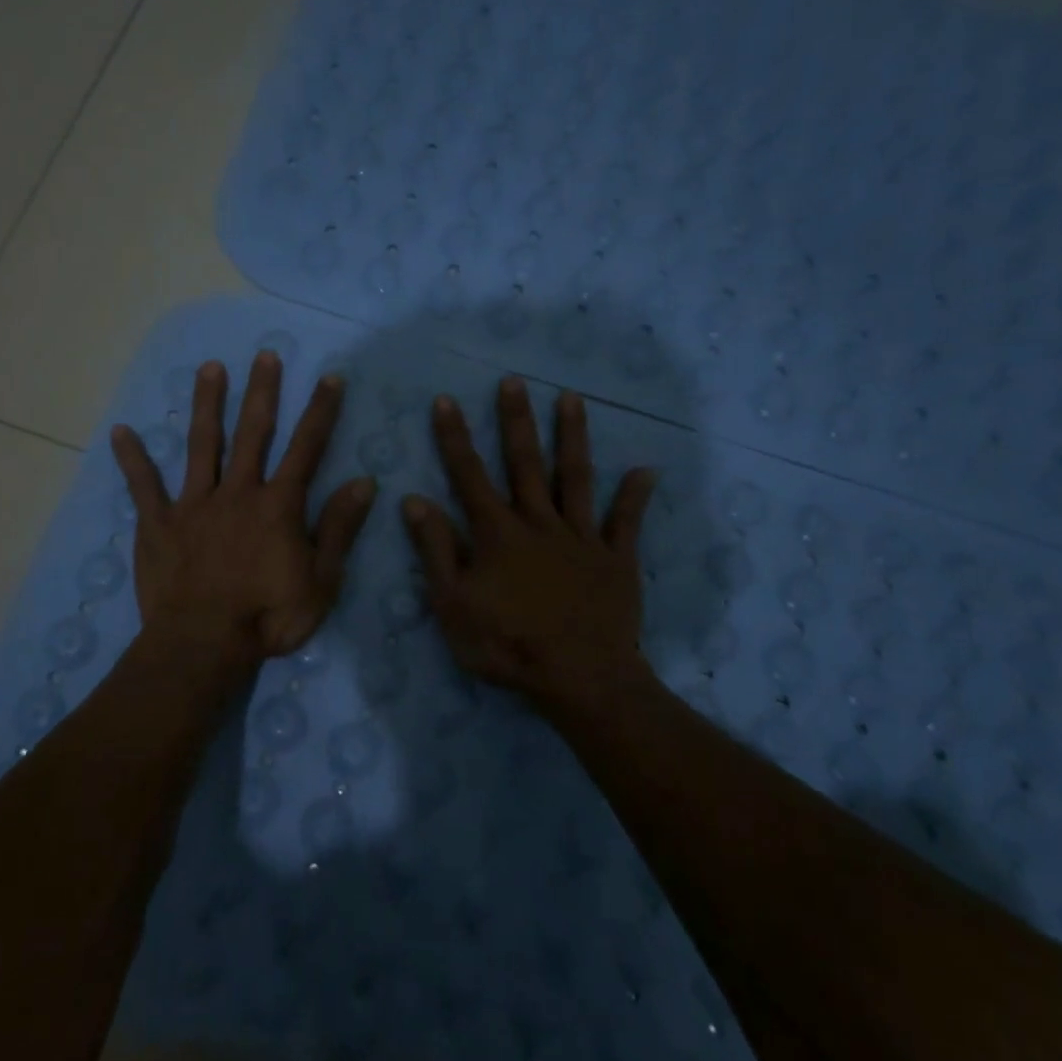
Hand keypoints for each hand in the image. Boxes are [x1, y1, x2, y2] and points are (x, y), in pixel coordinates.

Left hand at [111, 352, 376, 682]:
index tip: (329, 378)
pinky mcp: (159, 525)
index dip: (320, 412)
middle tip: (265, 355)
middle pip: (252, 433)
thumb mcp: (321, 580)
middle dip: (262, 392)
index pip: (306, 448)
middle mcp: (238, 493)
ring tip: (209, 368)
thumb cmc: (268, 617)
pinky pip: (143, 487)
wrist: (203, 645)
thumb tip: (363, 482)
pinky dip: (133, 460)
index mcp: (279, 506)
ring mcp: (194, 505)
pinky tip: (122, 431)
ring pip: (202, 445)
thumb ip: (339, 529)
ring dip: (208, 405)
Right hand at [403, 377, 655, 710]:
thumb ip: (435, 550)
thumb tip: (415, 499)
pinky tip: (646, 469)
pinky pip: (626, 522)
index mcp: (497, 534)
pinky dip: (634, 496)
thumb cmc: (507, 645)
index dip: (455, 438)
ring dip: (572, 437)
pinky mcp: (615, 559)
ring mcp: (581, 538)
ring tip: (573, 399)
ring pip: (575, 478)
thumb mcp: (453, 604)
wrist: (579, 678)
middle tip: (514, 381)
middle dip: (516, 421)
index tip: (446, 400)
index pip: (469, 476)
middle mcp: (539, 523)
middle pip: (525, 463)